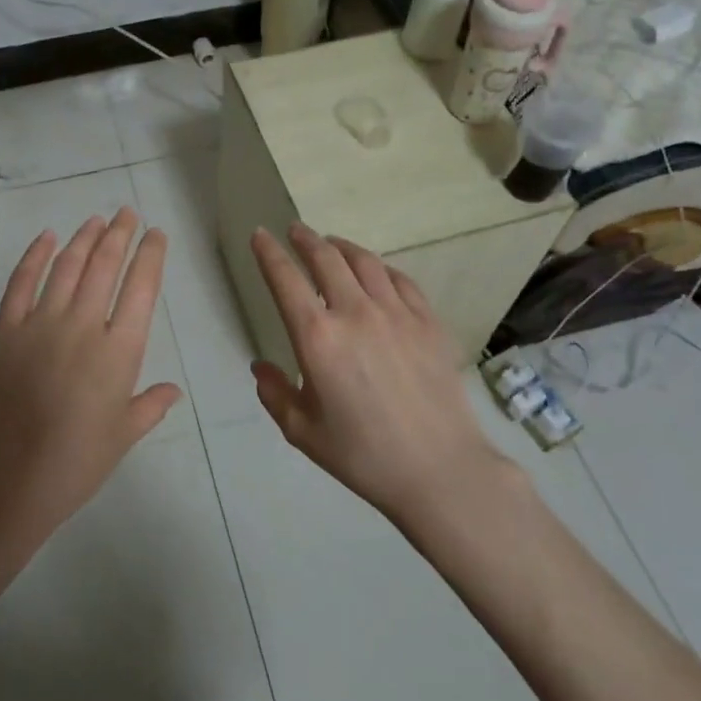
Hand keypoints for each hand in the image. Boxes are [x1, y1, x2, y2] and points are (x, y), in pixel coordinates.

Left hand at [0, 207, 181, 541]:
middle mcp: (83, 325)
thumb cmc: (75, 462)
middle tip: (127, 213)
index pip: (141, 288)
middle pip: (105, 266)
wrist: (7, 478)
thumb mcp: (122, 436)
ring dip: (84, 238)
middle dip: (119, 234)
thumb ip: (150, 406)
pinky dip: (35, 255)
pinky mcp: (6, 329)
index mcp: (119, 351)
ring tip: (96, 219)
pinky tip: (47, 237)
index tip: (156, 234)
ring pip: (67, 266)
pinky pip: (22, 282)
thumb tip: (174, 391)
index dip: (150, 256)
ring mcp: (41, 323)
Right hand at [249, 223, 514, 523]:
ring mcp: (396, 313)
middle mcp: (355, 313)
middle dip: (305, 238)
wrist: (440, 470)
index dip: (268, 252)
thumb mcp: (303, 432)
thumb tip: (261, 367)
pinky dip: (380, 268)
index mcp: (317, 338)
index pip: (285, 279)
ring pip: (364, 261)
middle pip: (325, 258)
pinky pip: (400, 279)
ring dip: (341, 246)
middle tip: (295, 230)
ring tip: (331, 244)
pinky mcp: (428, 321)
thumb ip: (274, 394)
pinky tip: (376, 272)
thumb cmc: (363, 456)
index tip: (260, 234)